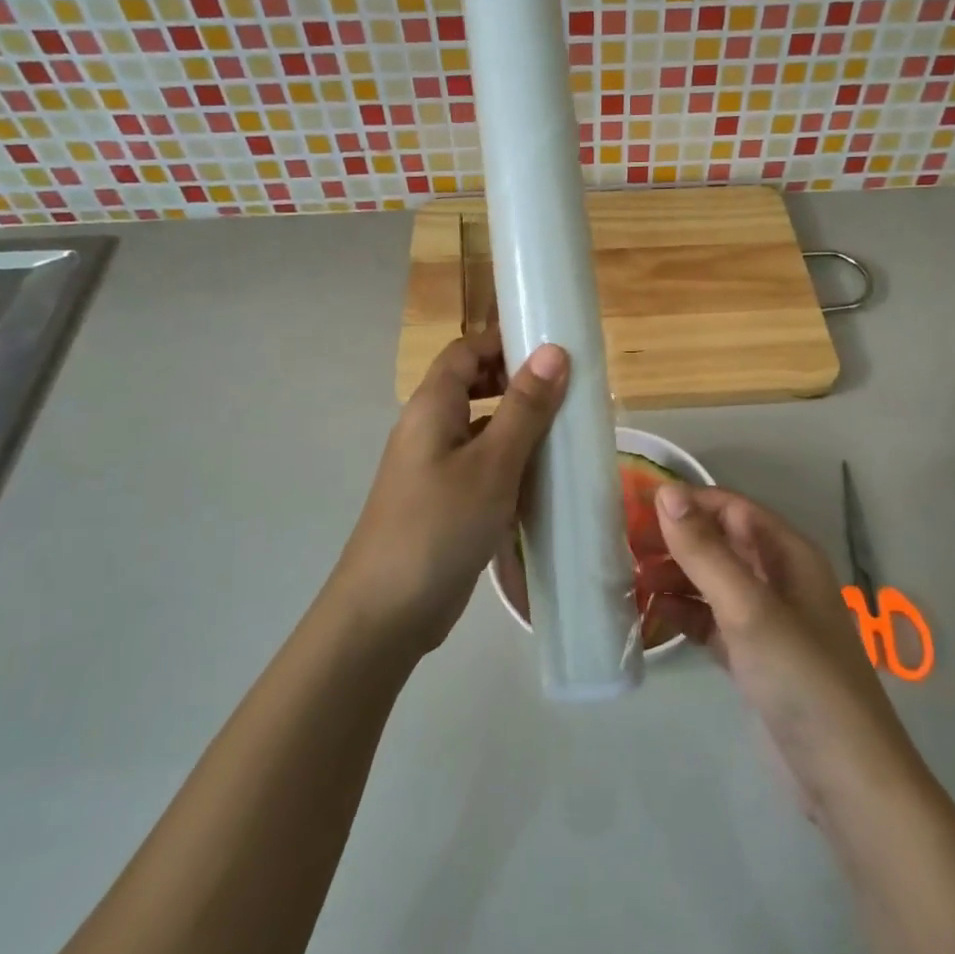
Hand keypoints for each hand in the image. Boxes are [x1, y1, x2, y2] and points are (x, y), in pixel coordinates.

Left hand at [332, 331, 568, 658]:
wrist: (386, 613)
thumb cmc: (439, 526)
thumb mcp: (491, 464)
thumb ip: (524, 407)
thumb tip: (553, 350)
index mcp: (431, 407)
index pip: (465, 351)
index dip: (504, 341)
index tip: (553, 346)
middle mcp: (429, 429)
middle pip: (473, 386)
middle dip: (517, 382)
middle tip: (568, 391)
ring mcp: (435, 468)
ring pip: (481, 429)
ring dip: (519, 426)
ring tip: (567, 432)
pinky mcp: (445, 502)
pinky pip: (482, 466)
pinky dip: (511, 464)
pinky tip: (545, 481)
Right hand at [653, 485, 918, 806]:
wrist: (844, 779)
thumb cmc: (800, 678)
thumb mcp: (748, 608)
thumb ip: (705, 551)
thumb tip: (666, 492)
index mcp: (787, 555)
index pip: (730, 508)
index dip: (685, 503)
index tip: (633, 506)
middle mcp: (777, 579)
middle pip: (718, 543)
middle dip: (673, 541)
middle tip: (620, 546)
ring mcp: (764, 620)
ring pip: (711, 582)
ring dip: (673, 577)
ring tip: (626, 580)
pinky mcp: (751, 657)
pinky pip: (709, 621)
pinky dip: (682, 615)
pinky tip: (648, 617)